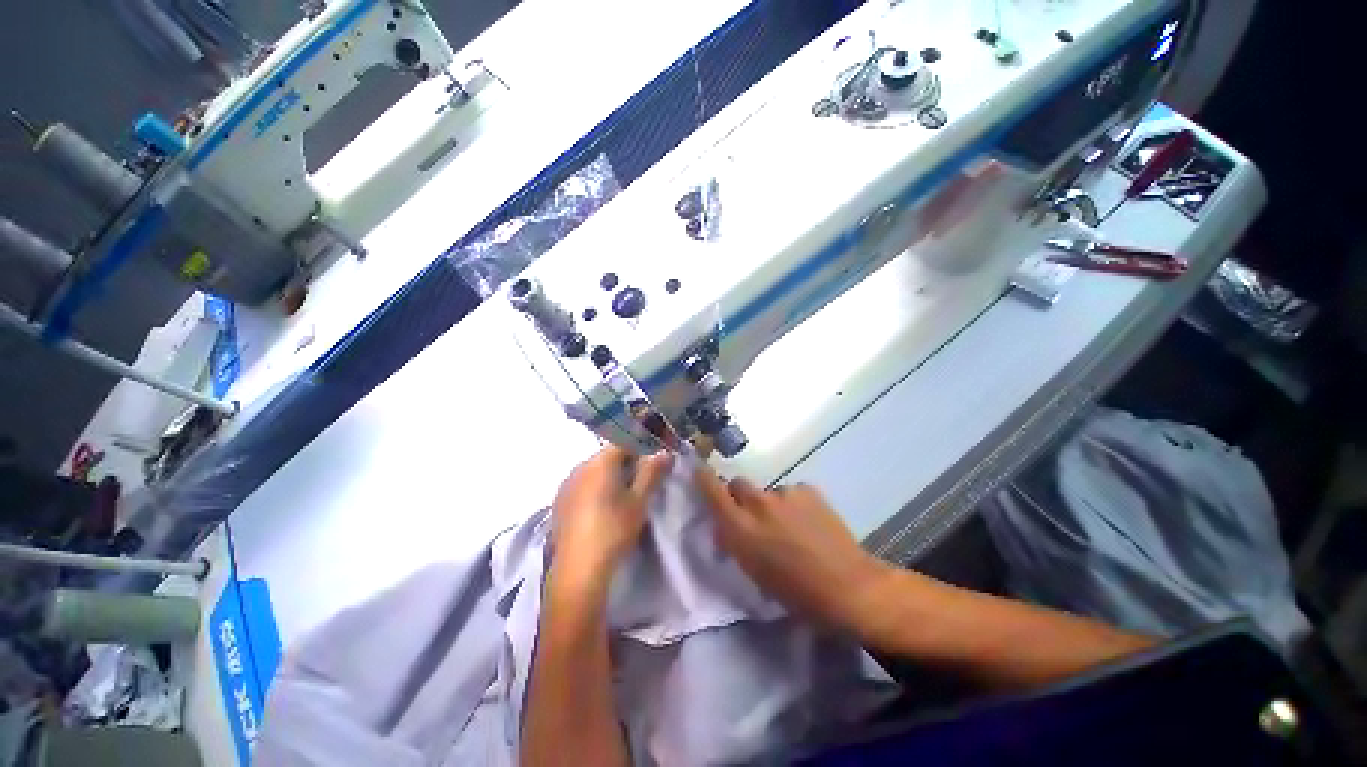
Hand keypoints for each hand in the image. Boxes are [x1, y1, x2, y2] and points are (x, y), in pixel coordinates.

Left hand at [550, 446, 672, 591]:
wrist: (578, 571)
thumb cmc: (613, 531)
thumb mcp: (639, 501)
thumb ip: (652, 473)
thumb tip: (664, 451)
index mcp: (598, 463)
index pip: (623, 442)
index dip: (641, 448)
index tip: (654, 460)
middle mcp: (579, 467)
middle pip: (607, 456)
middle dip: (626, 462)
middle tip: (642, 479)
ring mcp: (566, 484)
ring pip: (594, 470)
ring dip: (610, 475)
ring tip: (624, 494)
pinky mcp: (559, 502)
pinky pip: (582, 484)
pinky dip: (595, 487)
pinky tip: (602, 507)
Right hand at [696, 467, 893, 638]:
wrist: (849, 587)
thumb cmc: (797, 593)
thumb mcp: (754, 573)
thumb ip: (736, 543)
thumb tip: (725, 526)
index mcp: (741, 529)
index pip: (713, 491)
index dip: (704, 479)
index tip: (700, 472)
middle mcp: (758, 505)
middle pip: (738, 484)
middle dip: (740, 496)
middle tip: (754, 516)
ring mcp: (785, 493)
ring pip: (768, 491)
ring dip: (772, 504)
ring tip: (792, 526)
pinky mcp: (808, 490)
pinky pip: (792, 493)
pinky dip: (795, 505)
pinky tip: (810, 523)